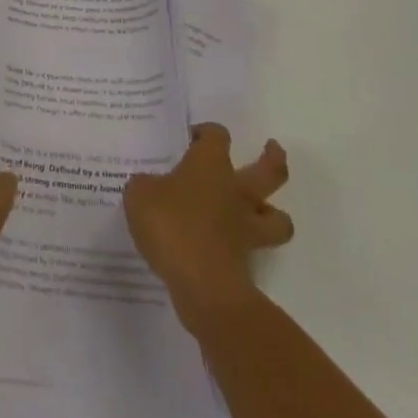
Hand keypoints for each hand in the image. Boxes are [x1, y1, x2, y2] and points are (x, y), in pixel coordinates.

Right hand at [123, 123, 292, 328]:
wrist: (202, 285)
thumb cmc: (171, 225)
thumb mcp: (139, 195)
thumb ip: (144, 185)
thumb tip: (149, 186)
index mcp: (210, 165)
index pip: (217, 136)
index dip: (206, 133)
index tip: (192, 138)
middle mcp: (236, 191)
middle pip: (270, 171)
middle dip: (273, 159)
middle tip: (272, 149)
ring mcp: (246, 228)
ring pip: (278, 218)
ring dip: (274, 213)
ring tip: (262, 212)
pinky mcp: (246, 263)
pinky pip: (254, 251)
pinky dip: (245, 249)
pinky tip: (226, 250)